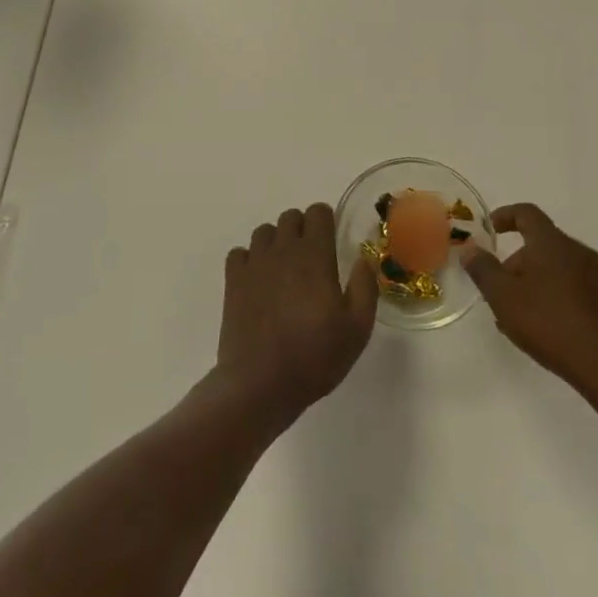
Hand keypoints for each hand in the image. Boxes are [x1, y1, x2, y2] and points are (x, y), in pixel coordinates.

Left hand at [217, 204, 377, 428]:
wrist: (260, 384)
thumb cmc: (315, 357)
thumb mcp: (357, 328)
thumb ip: (364, 286)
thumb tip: (364, 258)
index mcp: (315, 255)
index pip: (318, 212)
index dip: (327, 221)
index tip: (333, 243)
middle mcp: (283, 250)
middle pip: (290, 217)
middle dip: (302, 229)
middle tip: (311, 260)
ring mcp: (254, 264)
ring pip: (264, 232)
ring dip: (276, 242)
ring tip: (284, 271)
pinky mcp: (233, 282)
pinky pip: (239, 253)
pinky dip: (249, 260)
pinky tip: (258, 281)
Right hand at [461, 203, 597, 393]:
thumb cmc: (549, 322)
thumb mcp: (504, 297)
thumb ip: (484, 269)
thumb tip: (470, 248)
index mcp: (551, 242)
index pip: (526, 213)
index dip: (505, 215)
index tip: (489, 229)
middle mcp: (577, 250)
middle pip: (540, 243)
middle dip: (516, 262)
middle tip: (499, 289)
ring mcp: (597, 275)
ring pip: (556, 267)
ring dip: (534, 281)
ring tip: (518, 314)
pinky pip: (572, 286)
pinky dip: (554, 295)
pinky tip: (544, 327)